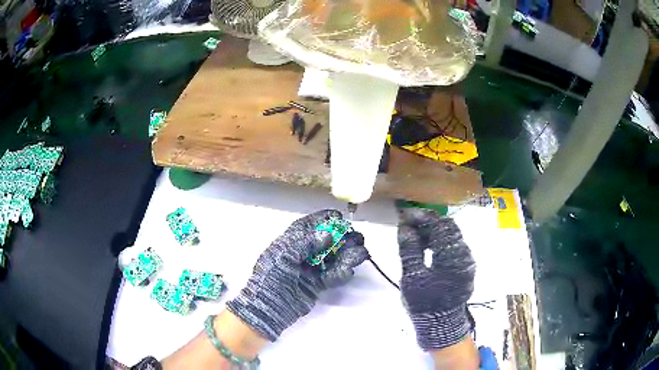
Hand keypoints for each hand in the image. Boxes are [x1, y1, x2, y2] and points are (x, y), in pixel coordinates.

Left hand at [226, 209, 367, 341]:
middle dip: (341, 238)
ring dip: (347, 255)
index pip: (307, 226)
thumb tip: (327, 234)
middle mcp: (301, 254)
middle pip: (324, 242)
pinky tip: (349, 270)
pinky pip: (331, 276)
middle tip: (357, 237)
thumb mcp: (283, 255)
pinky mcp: (316, 285)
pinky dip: (341, 273)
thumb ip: (305, 243)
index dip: (323, 219)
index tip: (339, 217)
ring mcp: (309, 270)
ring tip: (361, 253)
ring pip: (332, 259)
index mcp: (289, 243)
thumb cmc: (271, 277)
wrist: (268, 308)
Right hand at [398, 208, 475, 350]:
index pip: (439, 225)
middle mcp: (464, 254)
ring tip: (415, 237)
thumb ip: (409, 250)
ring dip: (434, 232)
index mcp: (452, 255)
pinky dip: (440, 242)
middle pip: (448, 228)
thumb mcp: (412, 277)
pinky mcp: (465, 267)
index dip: (422, 217)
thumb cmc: (424, 303)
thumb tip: (405, 226)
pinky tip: (427, 248)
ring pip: (452, 236)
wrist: (441, 325)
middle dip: (428, 223)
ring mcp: (467, 260)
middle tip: (409, 225)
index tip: (405, 215)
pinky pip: (454, 247)